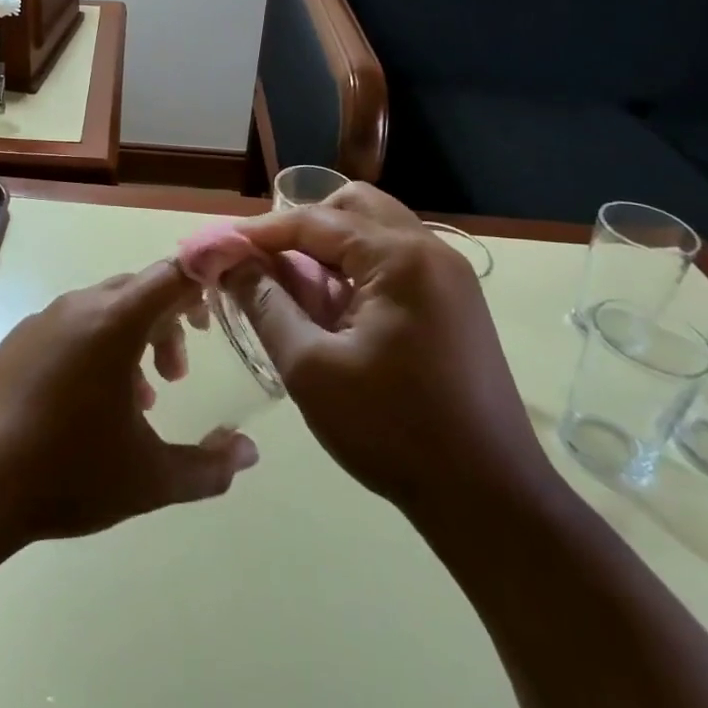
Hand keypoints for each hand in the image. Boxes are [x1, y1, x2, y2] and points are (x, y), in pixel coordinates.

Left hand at [0, 261, 258, 554]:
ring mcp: (41, 321)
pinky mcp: (16, 342)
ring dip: (133, 339)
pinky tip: (93, 404)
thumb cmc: (66, 473)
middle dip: (169, 321)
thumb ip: (209, 467)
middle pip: (138, 289)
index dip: (204, 281)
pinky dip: (97, 348)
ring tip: (142, 397)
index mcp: (114, 321)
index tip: (224, 308)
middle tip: (181, 371)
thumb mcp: (149, 479)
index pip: (172, 274)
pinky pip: (71, 327)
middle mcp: (78, 307)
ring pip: (104, 309)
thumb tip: (249, 452)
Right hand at [228, 184, 549, 531]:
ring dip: (329, 248)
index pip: (314, 220)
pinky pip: (394, 261)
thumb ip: (265, 304)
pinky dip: (356, 269)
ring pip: (375, 231)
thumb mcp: (311, 367)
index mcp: (399, 257)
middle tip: (263, 261)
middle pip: (352, 207)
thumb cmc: (392, 430)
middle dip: (301, 227)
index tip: (218, 246)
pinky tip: (332, 309)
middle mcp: (430, 251)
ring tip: (292, 286)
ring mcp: (449, 277)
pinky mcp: (454, 303)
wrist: (489, 500)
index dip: (259, 232)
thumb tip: (230, 263)